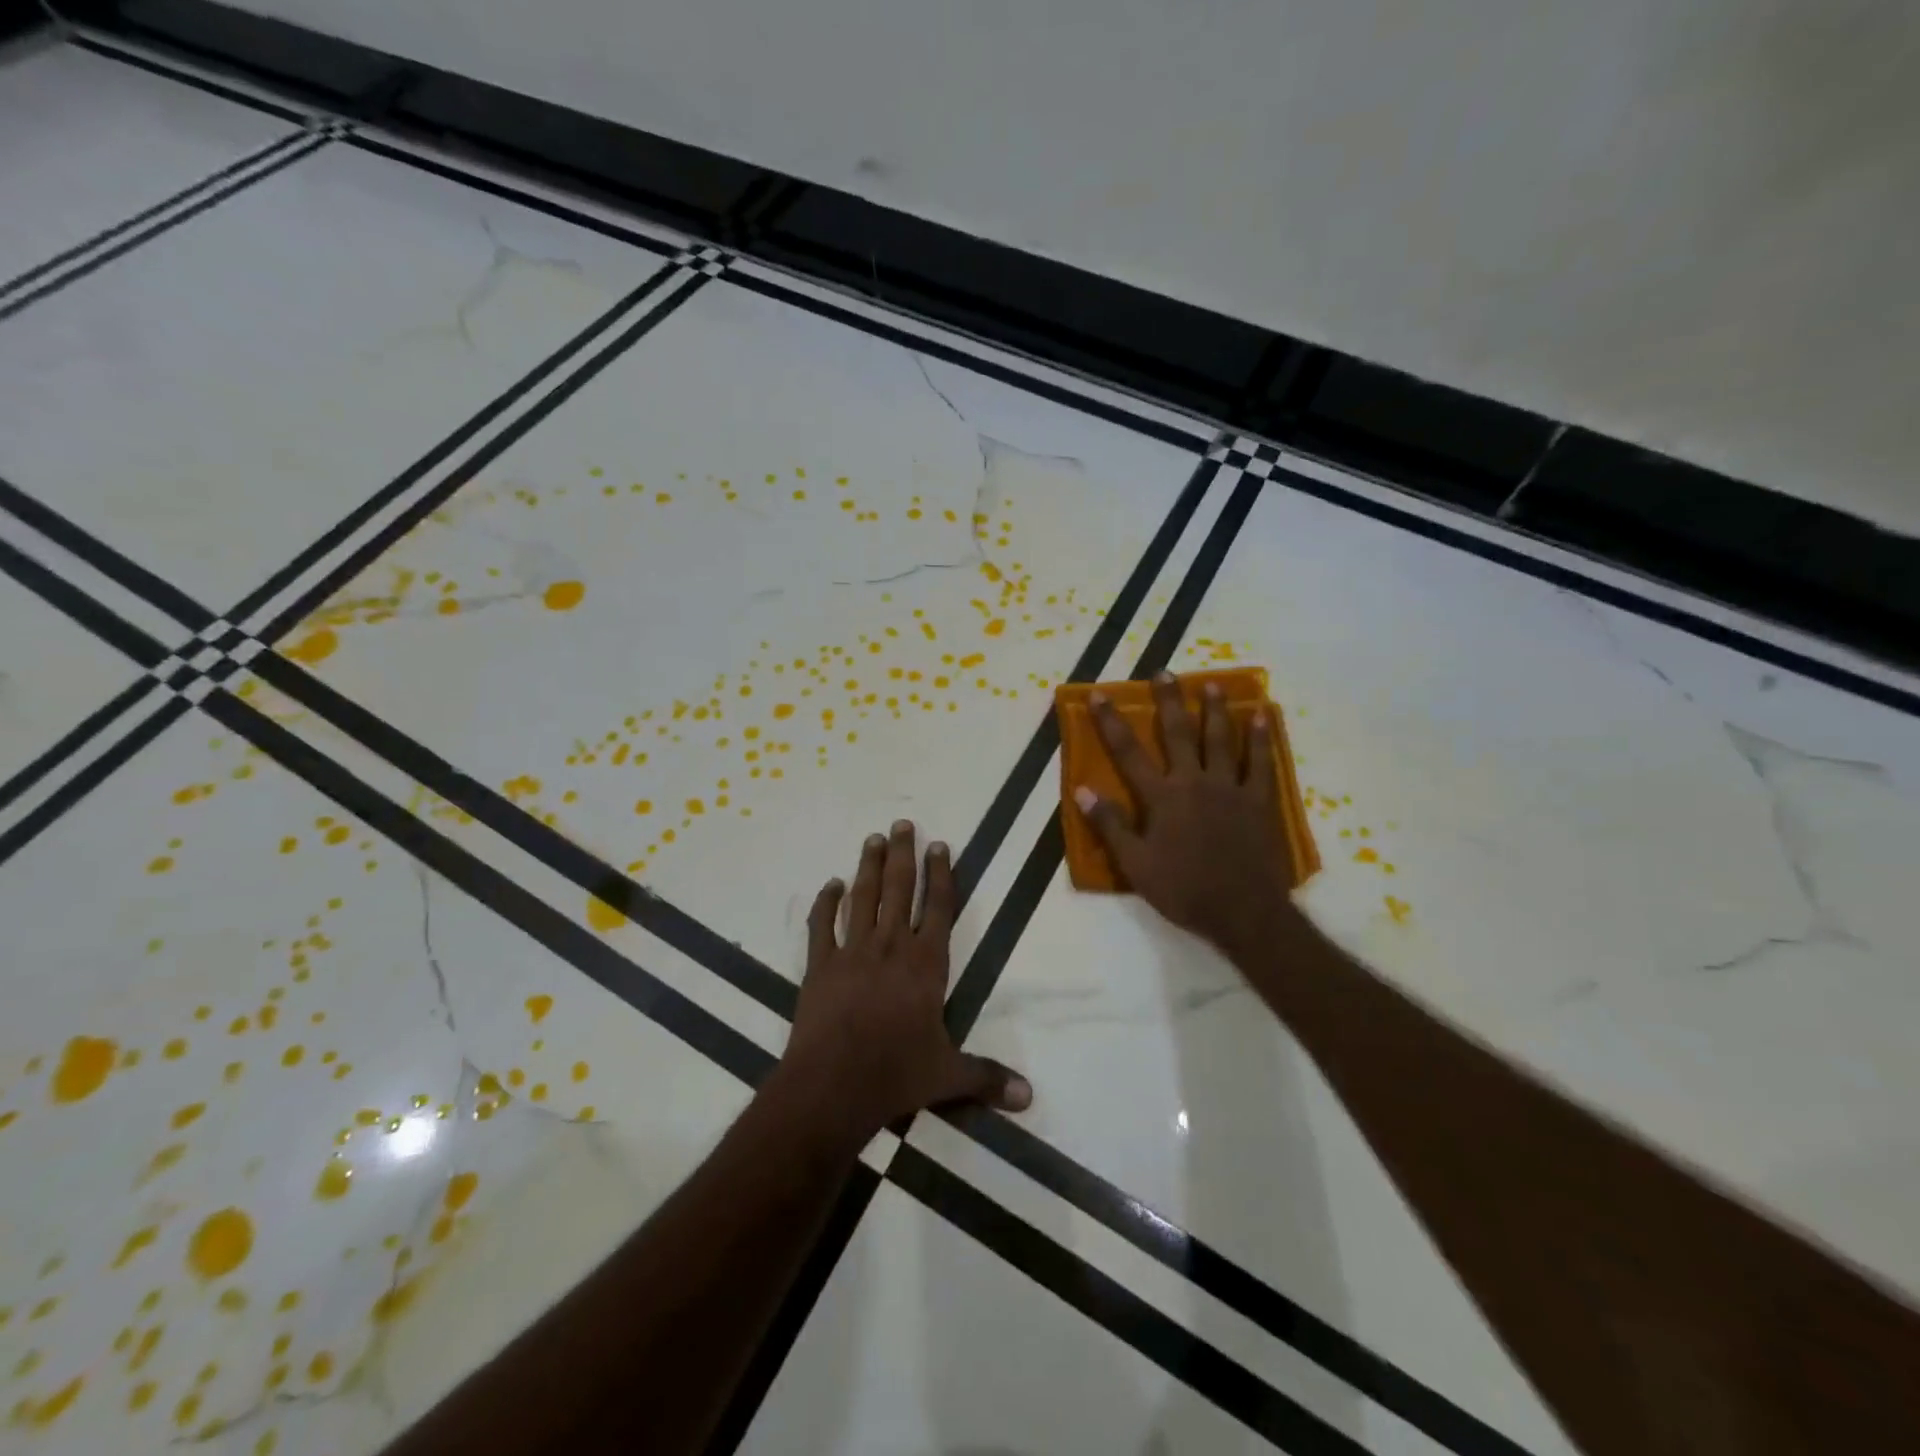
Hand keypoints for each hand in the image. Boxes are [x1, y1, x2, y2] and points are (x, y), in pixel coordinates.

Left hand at [777, 821, 1031, 1143]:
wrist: (832, 1086)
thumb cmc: (895, 1075)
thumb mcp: (948, 1076)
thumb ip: (988, 1078)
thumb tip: (1030, 1097)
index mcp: (926, 964)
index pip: (939, 907)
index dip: (941, 874)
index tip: (939, 845)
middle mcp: (891, 947)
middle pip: (900, 889)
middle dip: (903, 855)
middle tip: (902, 824)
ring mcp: (852, 952)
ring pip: (863, 898)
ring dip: (869, 867)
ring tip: (873, 839)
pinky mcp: (819, 965)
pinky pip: (822, 926)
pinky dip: (825, 903)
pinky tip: (830, 885)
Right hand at [1073, 672, 1298, 956]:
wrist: (1243, 911)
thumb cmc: (1184, 889)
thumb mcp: (1135, 864)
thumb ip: (1110, 825)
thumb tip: (1082, 790)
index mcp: (1162, 797)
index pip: (1129, 753)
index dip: (1111, 723)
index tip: (1099, 695)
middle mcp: (1194, 782)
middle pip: (1179, 733)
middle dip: (1169, 701)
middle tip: (1164, 672)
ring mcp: (1230, 788)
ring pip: (1221, 739)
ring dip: (1215, 710)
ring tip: (1211, 685)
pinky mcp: (1259, 800)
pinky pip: (1261, 762)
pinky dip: (1261, 738)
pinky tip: (1262, 717)